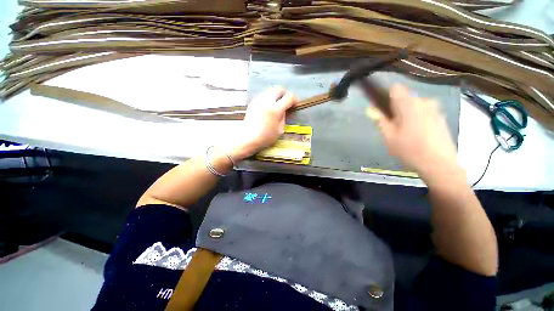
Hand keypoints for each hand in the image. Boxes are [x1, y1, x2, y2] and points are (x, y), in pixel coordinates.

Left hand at [223, 86, 296, 160]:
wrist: (248, 138)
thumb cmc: (265, 137)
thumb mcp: (280, 130)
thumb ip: (283, 118)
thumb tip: (284, 110)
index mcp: (276, 109)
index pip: (289, 97)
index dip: (294, 99)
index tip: (294, 104)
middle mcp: (267, 101)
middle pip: (279, 88)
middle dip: (284, 94)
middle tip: (285, 102)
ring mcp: (258, 100)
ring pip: (270, 90)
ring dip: (275, 95)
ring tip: (276, 105)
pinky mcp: (253, 102)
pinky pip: (263, 95)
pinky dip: (268, 98)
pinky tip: (267, 108)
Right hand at [367, 84, 459, 180]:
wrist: (439, 164)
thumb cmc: (409, 150)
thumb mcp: (389, 137)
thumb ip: (380, 120)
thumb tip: (370, 109)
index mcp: (408, 105)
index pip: (395, 89)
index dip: (386, 96)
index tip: (382, 109)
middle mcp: (423, 102)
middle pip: (404, 98)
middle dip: (396, 109)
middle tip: (392, 126)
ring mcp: (434, 108)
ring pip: (414, 105)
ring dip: (406, 114)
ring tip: (404, 132)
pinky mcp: (440, 116)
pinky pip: (423, 111)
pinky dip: (416, 118)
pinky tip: (416, 134)